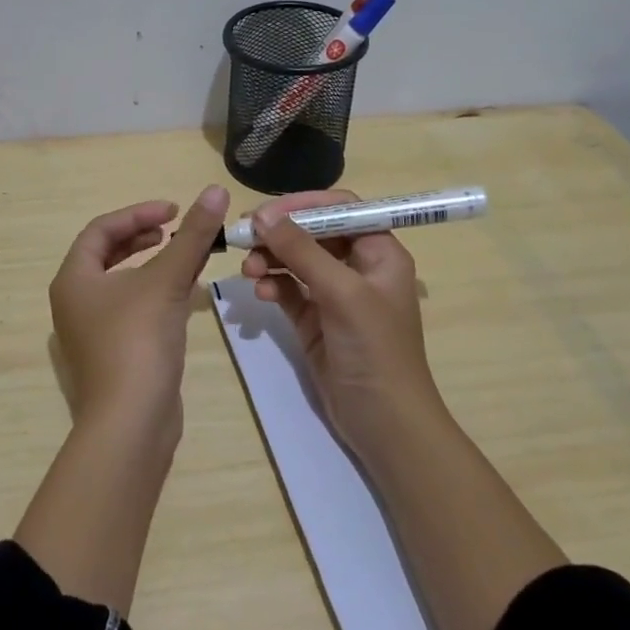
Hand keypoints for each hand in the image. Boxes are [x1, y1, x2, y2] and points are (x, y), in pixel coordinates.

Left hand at [49, 185, 230, 440]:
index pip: (101, 230)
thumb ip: (191, 235)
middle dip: (141, 236)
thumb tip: (216, 190)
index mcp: (74, 279)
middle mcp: (75, 302)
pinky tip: (184, 295)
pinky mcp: (113, 354)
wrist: (131, 423)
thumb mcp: (167, 280)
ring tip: (183, 256)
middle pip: (106, 254)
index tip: (174, 211)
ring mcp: (92, 331)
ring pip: (121, 282)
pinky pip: (132, 309)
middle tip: (174, 229)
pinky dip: (155, 293)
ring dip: (151, 264)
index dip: (138, 213)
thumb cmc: (138, 341)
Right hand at [240, 189, 445, 461]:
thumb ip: (302, 251)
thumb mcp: (342, 294)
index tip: (267, 213)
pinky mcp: (314, 320)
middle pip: (312, 232)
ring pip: (295, 260)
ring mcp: (334, 295)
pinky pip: (288, 290)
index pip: (341, 209)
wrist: (385, 424)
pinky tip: (260, 293)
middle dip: (280, 233)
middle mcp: (358, 267)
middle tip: (245, 237)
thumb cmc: (375, 350)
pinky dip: (272, 286)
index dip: (304, 205)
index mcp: (379, 253)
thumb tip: (263, 216)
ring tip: (248, 270)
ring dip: (270, 259)